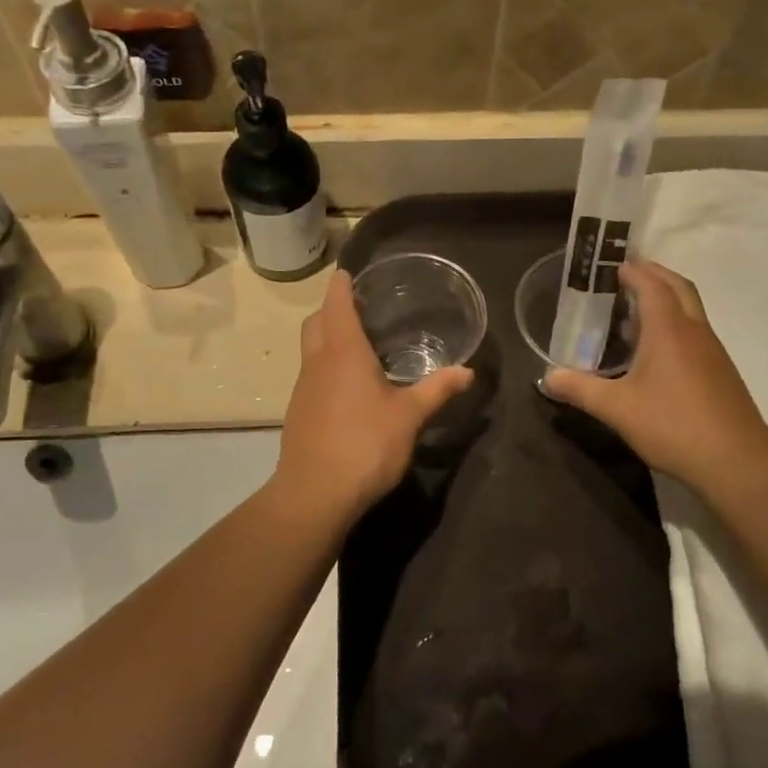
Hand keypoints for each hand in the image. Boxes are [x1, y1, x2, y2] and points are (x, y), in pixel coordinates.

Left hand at [273, 270, 473, 524]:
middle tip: (358, 309)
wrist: (314, 494)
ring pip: (310, 350)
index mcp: (343, 353)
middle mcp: (317, 363)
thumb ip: (437, 390)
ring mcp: (303, 389)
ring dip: (327, 340)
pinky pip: (311, 376)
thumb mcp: (409, 417)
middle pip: (316, 323)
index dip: (341, 286)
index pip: (337, 305)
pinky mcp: (298, 413)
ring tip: (358, 346)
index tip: (348, 272)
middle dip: (331, 310)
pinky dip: (326, 368)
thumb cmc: (365, 445)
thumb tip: (468, 371)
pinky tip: (348, 388)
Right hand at [543, 260, 767, 491]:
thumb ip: (580, 389)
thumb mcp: (617, 409)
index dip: (633, 270)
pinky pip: (695, 332)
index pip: (652, 284)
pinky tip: (656, 352)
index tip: (613, 265)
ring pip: (690, 309)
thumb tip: (547, 377)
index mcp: (669, 329)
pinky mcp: (721, 372)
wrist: (736, 461)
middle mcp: (695, 330)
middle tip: (627, 275)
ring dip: (667, 299)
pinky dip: (675, 324)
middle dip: (654, 274)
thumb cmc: (673, 425)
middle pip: (678, 287)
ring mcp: (712, 351)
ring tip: (635, 311)